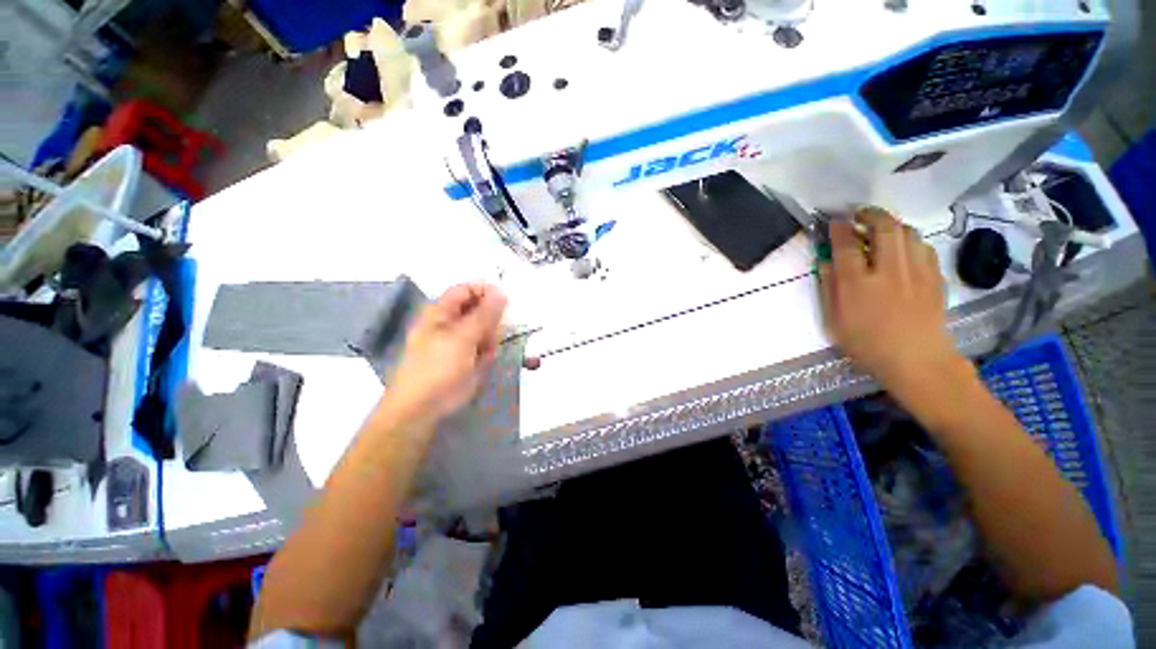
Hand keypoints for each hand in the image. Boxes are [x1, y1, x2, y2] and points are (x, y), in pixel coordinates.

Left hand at [387, 284, 507, 425]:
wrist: (425, 407)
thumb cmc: (438, 366)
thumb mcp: (463, 336)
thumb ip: (485, 314)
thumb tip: (501, 292)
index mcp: (442, 311)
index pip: (467, 289)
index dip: (486, 291)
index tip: (505, 301)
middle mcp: (452, 322)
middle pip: (480, 310)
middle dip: (492, 321)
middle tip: (493, 335)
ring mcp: (461, 341)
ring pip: (487, 329)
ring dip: (491, 339)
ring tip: (486, 353)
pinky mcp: (469, 357)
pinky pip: (486, 346)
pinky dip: (489, 352)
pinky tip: (484, 362)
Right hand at [819, 207, 968, 397]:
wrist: (916, 360)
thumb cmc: (866, 344)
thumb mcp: (834, 321)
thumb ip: (828, 288)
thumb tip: (826, 262)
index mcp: (857, 285)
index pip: (847, 245)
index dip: (839, 228)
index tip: (833, 221)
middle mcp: (888, 271)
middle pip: (884, 228)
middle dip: (870, 214)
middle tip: (859, 213)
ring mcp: (916, 272)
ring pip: (907, 232)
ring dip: (891, 224)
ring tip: (880, 229)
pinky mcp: (934, 277)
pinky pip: (923, 247)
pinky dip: (910, 240)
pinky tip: (903, 248)